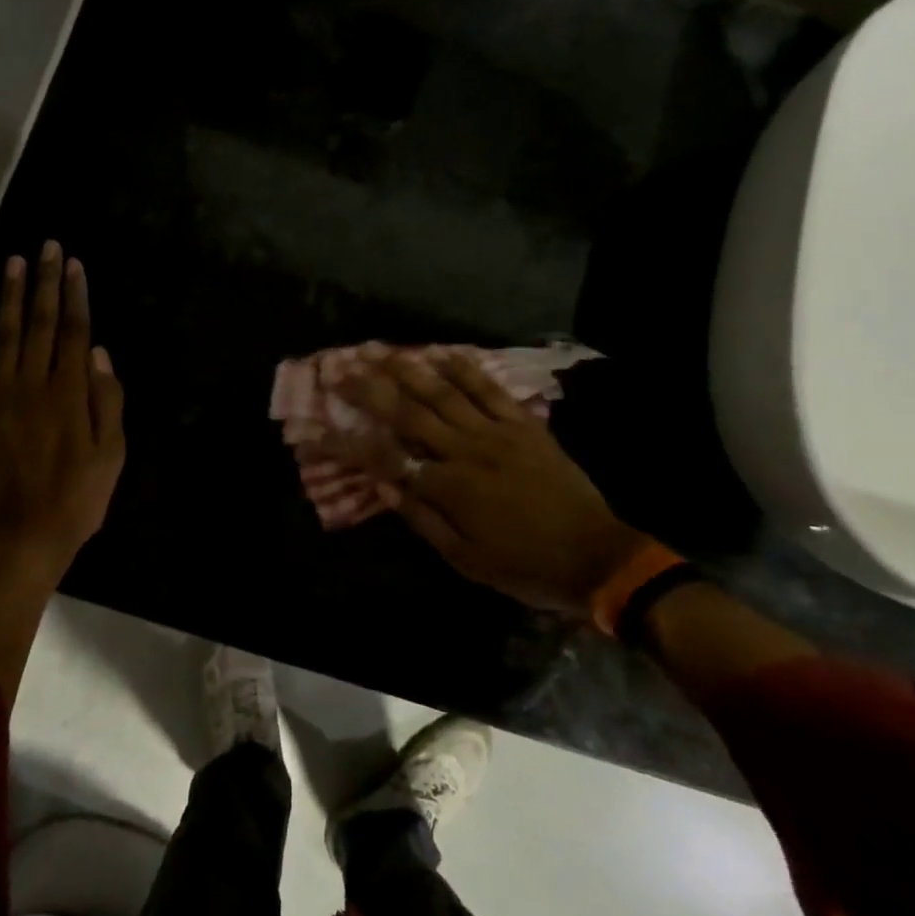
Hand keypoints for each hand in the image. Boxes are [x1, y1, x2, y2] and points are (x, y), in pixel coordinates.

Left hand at [0, 242, 124, 578]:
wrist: (22, 539)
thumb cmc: (78, 499)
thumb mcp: (112, 455)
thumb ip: (108, 402)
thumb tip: (102, 355)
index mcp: (70, 394)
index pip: (75, 333)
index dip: (75, 296)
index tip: (73, 264)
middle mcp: (34, 386)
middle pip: (41, 324)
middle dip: (44, 282)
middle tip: (45, 247)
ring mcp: (0, 398)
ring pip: (6, 336)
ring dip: (11, 297)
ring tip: (13, 264)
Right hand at [340, 351, 643, 612]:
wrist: (596, 555)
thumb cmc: (525, 566)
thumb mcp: (466, 560)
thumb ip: (422, 519)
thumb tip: (384, 486)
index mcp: (448, 487)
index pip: (386, 459)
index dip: (348, 443)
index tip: (318, 428)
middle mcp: (465, 450)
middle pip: (408, 413)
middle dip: (369, 390)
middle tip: (339, 369)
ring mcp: (496, 432)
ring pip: (444, 392)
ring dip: (408, 368)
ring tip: (378, 350)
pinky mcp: (523, 424)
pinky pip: (489, 389)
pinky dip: (464, 368)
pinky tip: (441, 352)